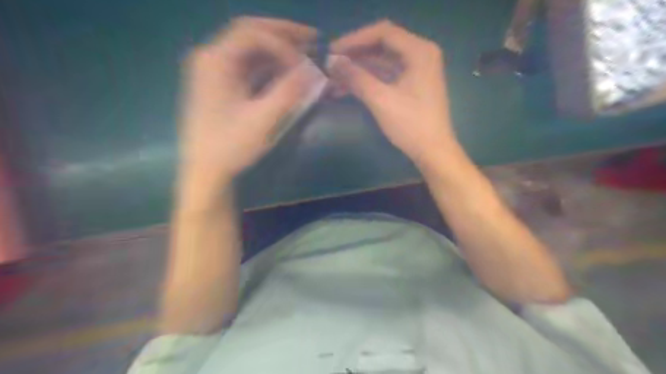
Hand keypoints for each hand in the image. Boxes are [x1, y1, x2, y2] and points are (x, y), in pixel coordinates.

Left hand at [180, 16, 316, 191]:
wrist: (205, 170)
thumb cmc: (231, 146)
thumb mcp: (264, 119)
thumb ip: (290, 91)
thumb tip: (314, 70)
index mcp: (215, 60)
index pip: (253, 34)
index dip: (284, 44)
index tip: (305, 65)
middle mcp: (210, 57)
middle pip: (250, 32)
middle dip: (283, 34)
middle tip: (312, 38)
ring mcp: (213, 70)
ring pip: (249, 48)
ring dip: (278, 48)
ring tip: (305, 52)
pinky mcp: (220, 83)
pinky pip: (247, 65)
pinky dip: (269, 64)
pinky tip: (286, 70)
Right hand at [329, 19, 458, 165]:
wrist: (433, 151)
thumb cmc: (410, 124)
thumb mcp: (381, 99)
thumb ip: (356, 77)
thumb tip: (332, 62)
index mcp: (419, 51)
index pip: (382, 33)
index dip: (354, 39)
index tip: (332, 51)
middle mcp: (420, 54)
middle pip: (382, 46)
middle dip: (355, 55)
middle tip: (330, 64)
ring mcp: (416, 70)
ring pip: (382, 62)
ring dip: (358, 69)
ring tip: (333, 78)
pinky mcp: (412, 85)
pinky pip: (386, 76)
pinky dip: (368, 80)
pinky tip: (347, 88)